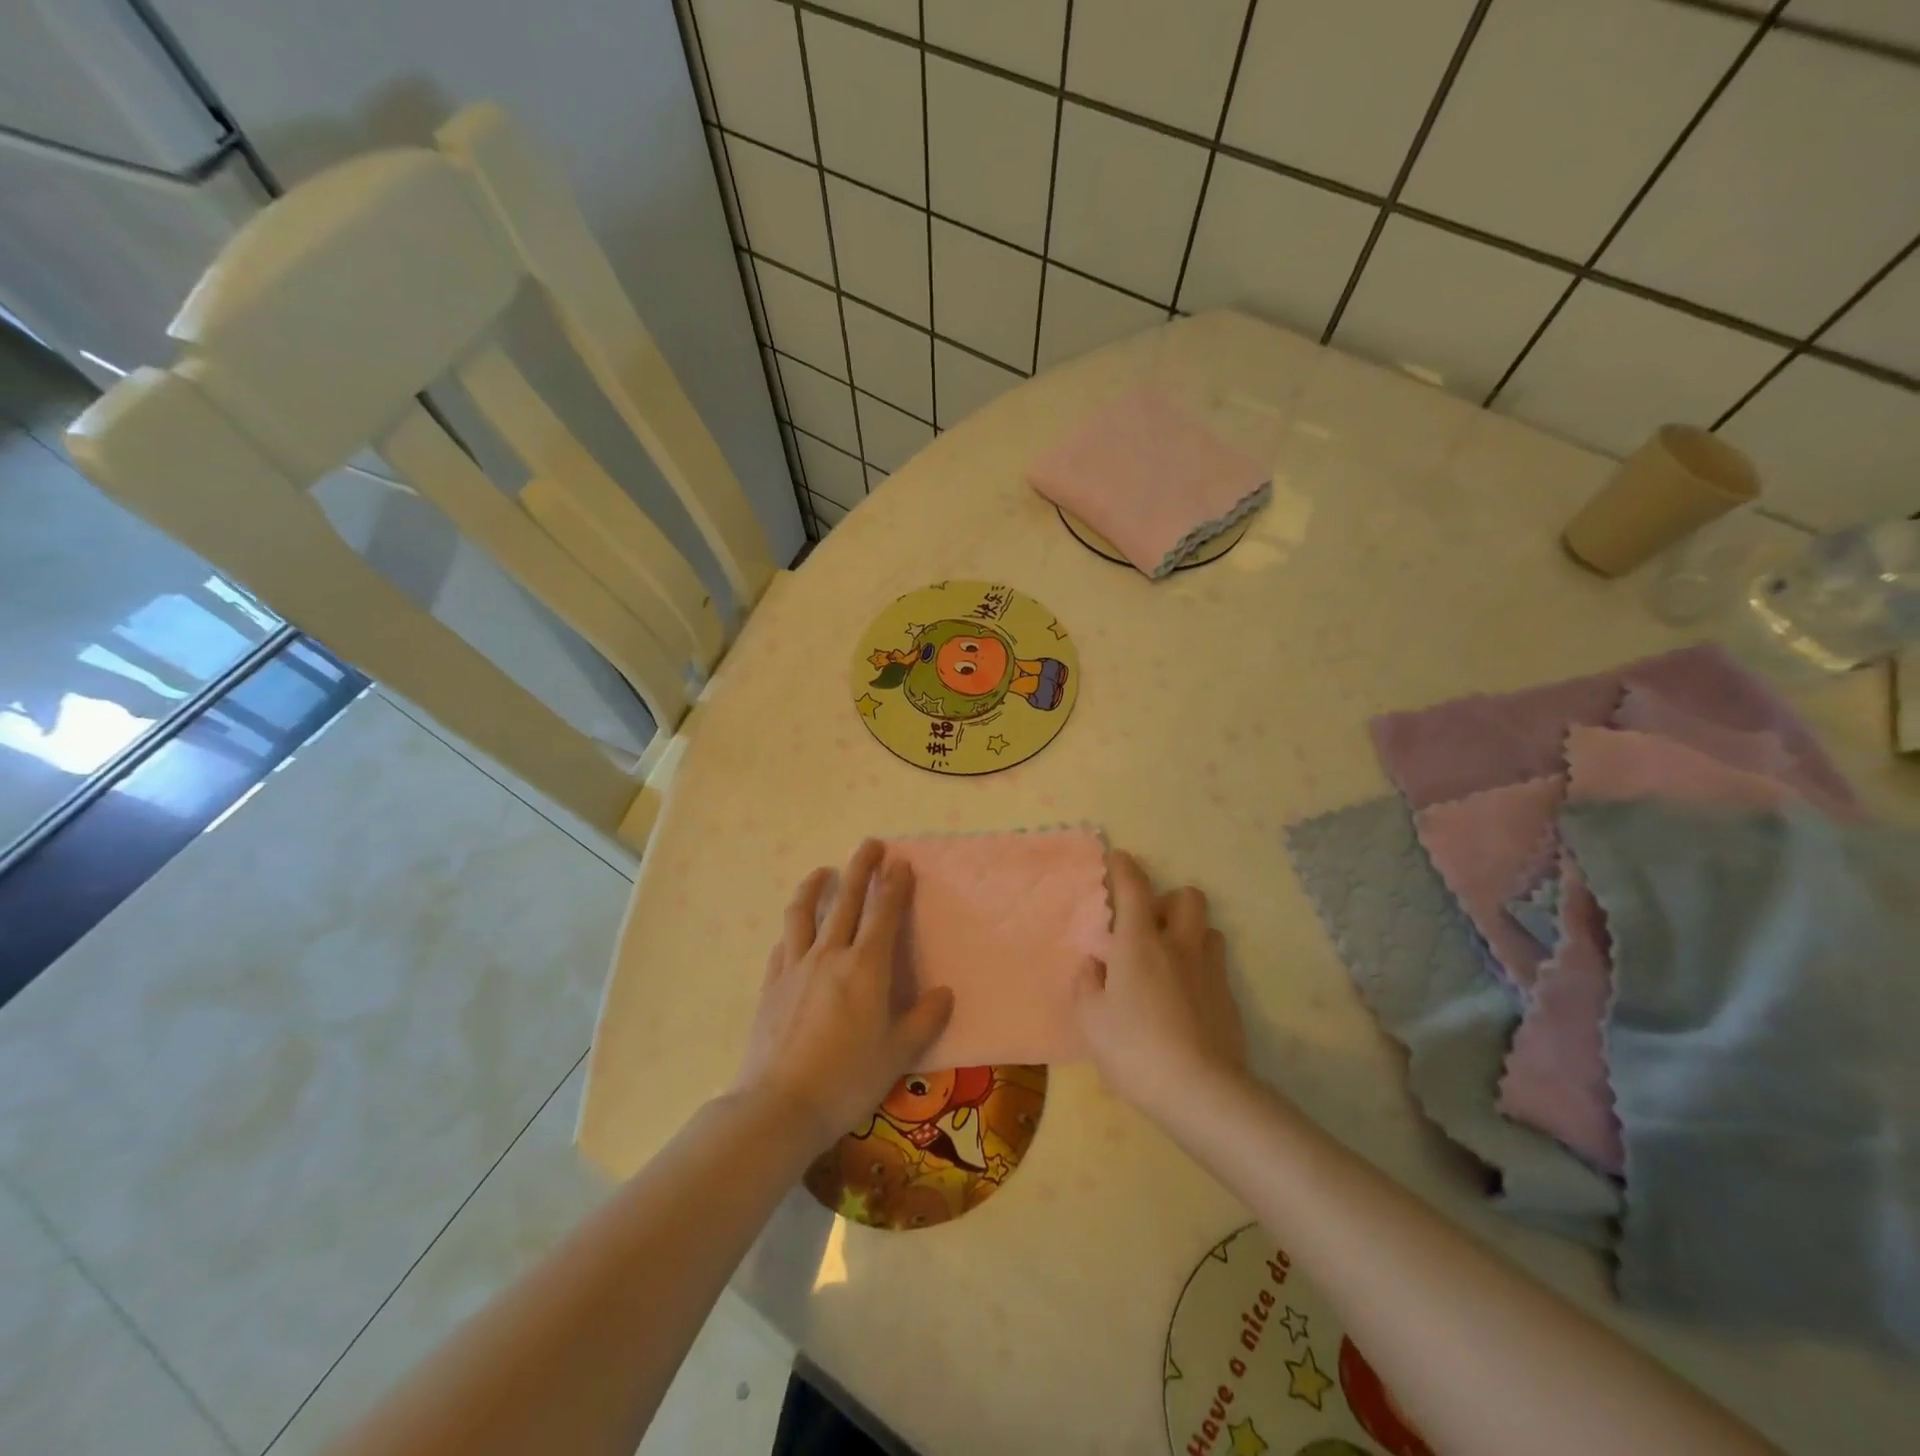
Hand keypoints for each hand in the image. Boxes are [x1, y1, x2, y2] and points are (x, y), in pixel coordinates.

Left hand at [734, 840, 953, 1153]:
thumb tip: (944, 993)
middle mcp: (830, 955)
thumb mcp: (898, 1054)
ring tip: (823, 870)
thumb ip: (924, 1019)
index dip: (894, 884)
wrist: (780, 1106)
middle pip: (846, 898)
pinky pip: (783, 943)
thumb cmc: (847, 1080)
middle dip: (860, 867)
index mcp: (865, 967)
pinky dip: (793, 928)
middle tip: (870, 844)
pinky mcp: (771, 984)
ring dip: (815, 885)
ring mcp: (795, 966)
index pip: (884, 913)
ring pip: (804, 912)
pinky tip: (795, 930)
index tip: (900, 862)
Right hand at [1074, 850, 1245, 1119]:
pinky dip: (1199, 971)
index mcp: (1140, 943)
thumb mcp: (1090, 1019)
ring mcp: (1210, 972)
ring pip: (1208, 930)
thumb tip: (1095, 965)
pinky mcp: (1230, 1000)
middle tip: (1149, 927)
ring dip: (1189, 935)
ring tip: (1170, 962)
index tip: (1118, 859)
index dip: (1124, 868)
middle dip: (1169, 901)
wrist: (1201, 1092)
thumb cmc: (1134, 1048)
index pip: (1134, 888)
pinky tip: (1185, 1000)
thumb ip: (1088, 984)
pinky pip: (1215, 968)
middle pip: (1188, 897)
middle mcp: (1179, 946)